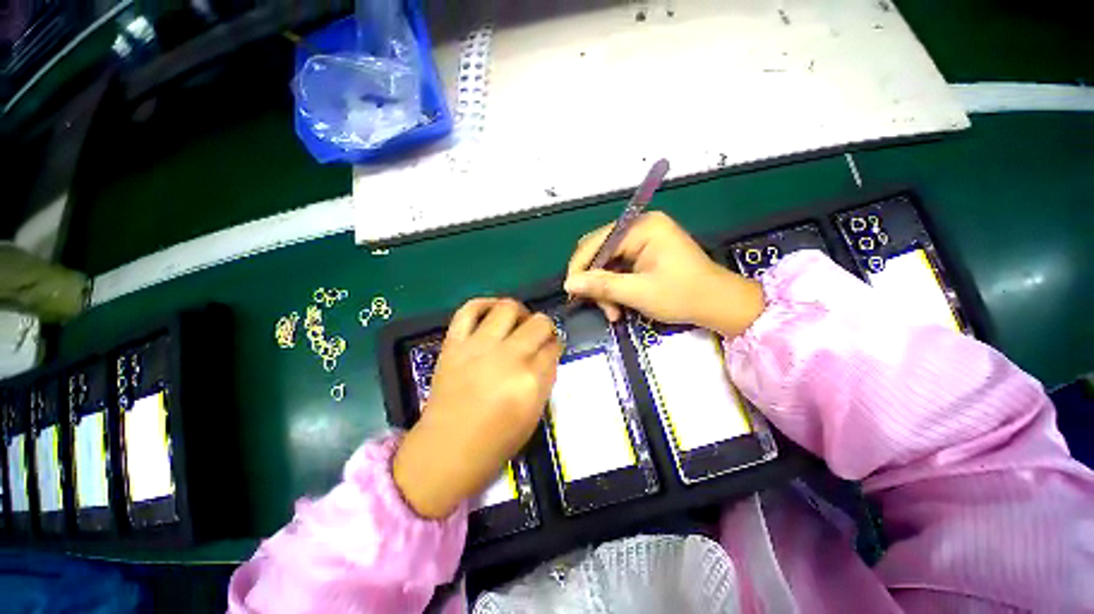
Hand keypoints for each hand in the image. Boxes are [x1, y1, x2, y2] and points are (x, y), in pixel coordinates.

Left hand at [393, 298, 562, 518]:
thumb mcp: (533, 415)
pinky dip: (483, 304)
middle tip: (538, 335)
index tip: (552, 347)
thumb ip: (544, 379)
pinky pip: (468, 310)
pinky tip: (491, 312)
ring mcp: (478, 347)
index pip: (554, 347)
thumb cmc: (495, 442)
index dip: (556, 345)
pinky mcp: (454, 344)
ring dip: (520, 312)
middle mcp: (508, 357)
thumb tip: (548, 353)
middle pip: (539, 323)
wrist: (445, 451)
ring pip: (508, 308)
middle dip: (545, 327)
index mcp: (531, 381)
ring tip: (517, 322)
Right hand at [564, 211, 764, 336]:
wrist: (719, 305)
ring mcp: (643, 239)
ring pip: (607, 262)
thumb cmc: (683, 295)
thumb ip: (602, 286)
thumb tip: (568, 285)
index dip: (580, 267)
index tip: (572, 293)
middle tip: (598, 307)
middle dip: (595, 281)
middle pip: (600, 251)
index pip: (597, 242)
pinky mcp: (645, 253)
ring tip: (612, 312)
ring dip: (605, 288)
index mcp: (641, 227)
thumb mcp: (639, 293)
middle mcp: (640, 227)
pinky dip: (615, 287)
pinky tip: (618, 305)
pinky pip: (619, 267)